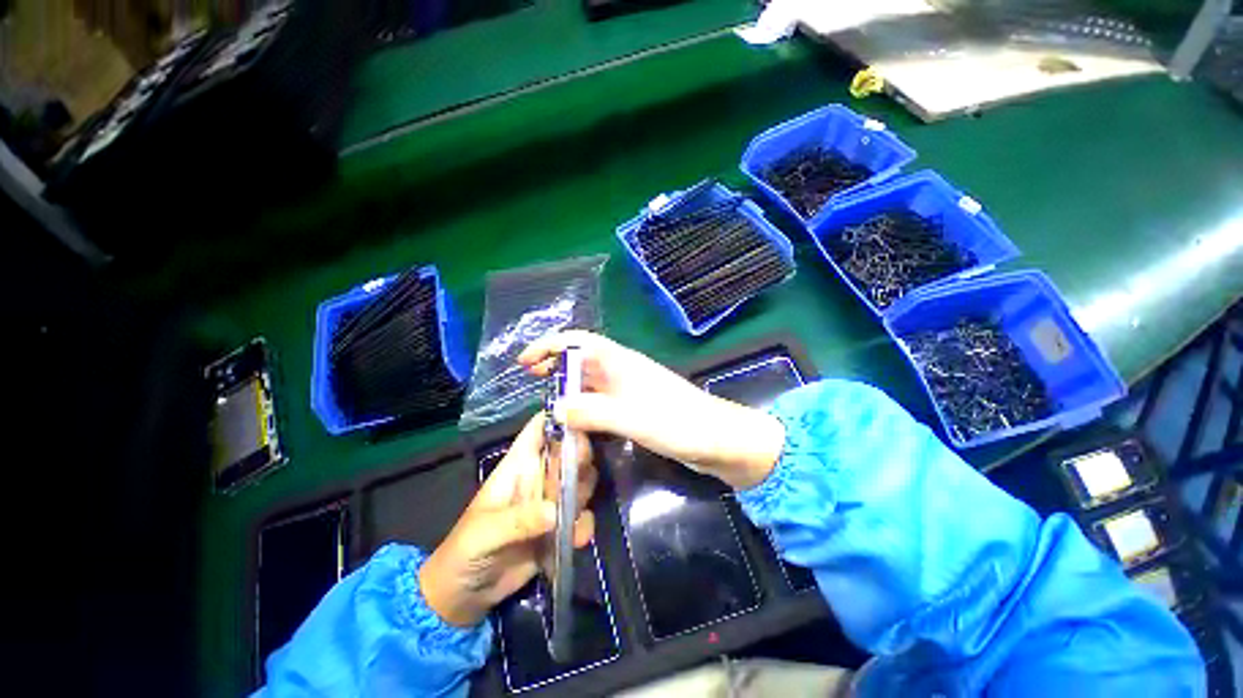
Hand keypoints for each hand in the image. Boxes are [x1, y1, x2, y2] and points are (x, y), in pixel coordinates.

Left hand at [419, 414, 597, 627]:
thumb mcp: (484, 533)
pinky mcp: (560, 526)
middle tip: (579, 475)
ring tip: (574, 514)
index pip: (540, 428)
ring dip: (584, 493)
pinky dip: (583, 526)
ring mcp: (552, 501)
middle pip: (569, 450)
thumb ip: (518, 520)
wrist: (464, 596)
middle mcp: (540, 476)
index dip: (560, 416)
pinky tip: (575, 541)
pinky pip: (582, 516)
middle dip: (580, 456)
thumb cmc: (464, 552)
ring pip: (581, 480)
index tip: (584, 416)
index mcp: (518, 465)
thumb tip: (556, 511)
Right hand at [518, 330, 784, 489]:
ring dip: (567, 386)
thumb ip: (593, 411)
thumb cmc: (679, 423)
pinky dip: (583, 405)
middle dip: (555, 364)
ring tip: (546, 401)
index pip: (580, 341)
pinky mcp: (635, 408)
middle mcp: (623, 371)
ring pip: (590, 381)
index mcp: (621, 363)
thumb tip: (555, 408)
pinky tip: (575, 419)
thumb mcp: (632, 417)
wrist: (718, 440)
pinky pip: (601, 401)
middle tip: (531, 379)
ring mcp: (629, 390)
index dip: (551, 345)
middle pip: (582, 359)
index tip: (525, 361)